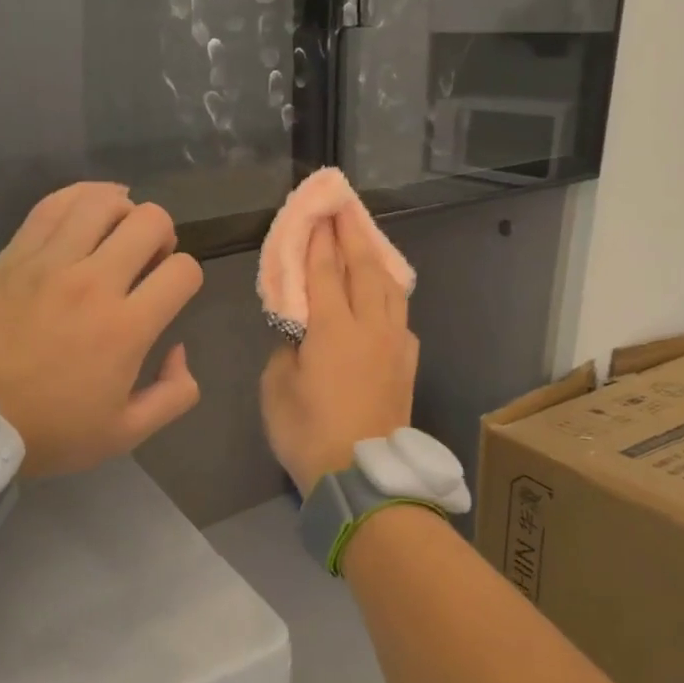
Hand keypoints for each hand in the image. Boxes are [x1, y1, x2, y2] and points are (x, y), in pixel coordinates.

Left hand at [0, 183, 204, 476]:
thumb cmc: (49, 431)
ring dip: (124, 211)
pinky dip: (81, 197)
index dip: (188, 276)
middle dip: (163, 236)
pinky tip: (89, 210)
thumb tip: (178, 349)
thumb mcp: (126, 433)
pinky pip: (54, 204)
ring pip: (104, 202)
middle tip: (148, 260)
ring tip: (117, 232)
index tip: (170, 293)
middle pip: (151, 222)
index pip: (183, 270)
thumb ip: (174, 394)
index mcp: (126, 328)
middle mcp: (93, 283)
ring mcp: (49, 263)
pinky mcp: (15, 255)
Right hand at [260, 209, 417, 496]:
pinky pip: (400, 316)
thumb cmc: (308, 432)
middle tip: (345, 207)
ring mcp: (394, 344)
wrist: (363, 475)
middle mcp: (369, 326)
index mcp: (333, 328)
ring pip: (390, 287)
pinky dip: (391, 295)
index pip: (326, 271)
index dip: (320, 240)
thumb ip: (286, 349)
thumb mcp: (276, 388)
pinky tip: (385, 296)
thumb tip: (299, 333)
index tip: (318, 213)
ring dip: (377, 258)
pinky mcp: (407, 363)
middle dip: (353, 235)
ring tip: (367, 240)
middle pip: (364, 268)